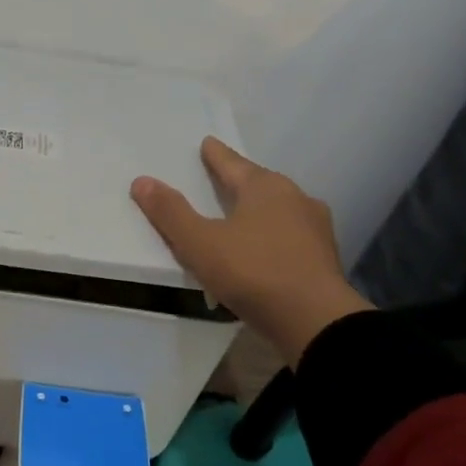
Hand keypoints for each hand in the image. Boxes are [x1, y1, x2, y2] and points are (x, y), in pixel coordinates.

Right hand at [131, 137, 371, 360]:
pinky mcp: (324, 258)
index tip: (207, 143)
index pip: (233, 163)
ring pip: (278, 211)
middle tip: (220, 179)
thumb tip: (141, 181)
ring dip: (258, 211)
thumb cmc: (254, 272)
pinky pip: (289, 237)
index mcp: (265, 187)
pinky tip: (263, 251)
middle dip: (239, 182)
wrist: (316, 322)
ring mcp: (315, 229)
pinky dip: (272, 237)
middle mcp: (295, 199)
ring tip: (239, 217)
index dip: (215, 155)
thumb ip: (170, 213)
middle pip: (259, 184)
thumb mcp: (200, 244)